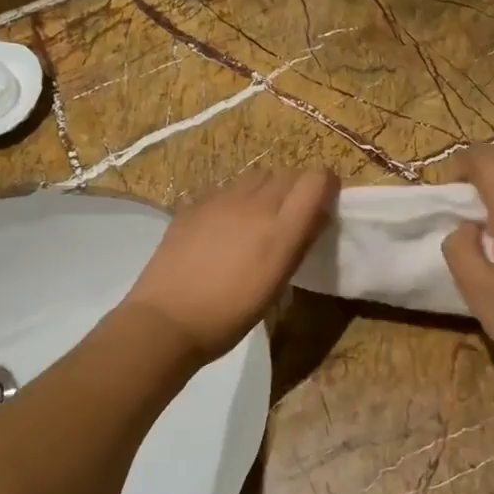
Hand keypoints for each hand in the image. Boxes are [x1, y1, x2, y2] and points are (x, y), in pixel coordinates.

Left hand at [124, 170, 338, 361]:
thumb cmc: (230, 315)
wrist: (168, 319)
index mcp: (281, 229)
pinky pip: (227, 189)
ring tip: (257, 220)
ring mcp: (221, 200)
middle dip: (297, 190)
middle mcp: (254, 205)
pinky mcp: (194, 204)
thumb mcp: (277, 285)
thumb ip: (299, 244)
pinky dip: (236, 200)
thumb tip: (315, 218)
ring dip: (267, 191)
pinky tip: (224, 228)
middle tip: (291, 217)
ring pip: (257, 177)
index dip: (326, 187)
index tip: (323, 206)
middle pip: (288, 175)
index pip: (317, 181)